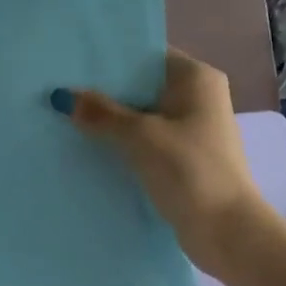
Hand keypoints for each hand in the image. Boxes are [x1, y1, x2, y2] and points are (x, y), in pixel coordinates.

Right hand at [53, 50, 270, 275]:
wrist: (226, 230)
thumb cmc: (188, 170)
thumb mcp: (140, 136)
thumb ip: (101, 113)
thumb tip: (63, 96)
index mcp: (197, 78)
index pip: (147, 55)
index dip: (110, 59)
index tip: (71, 63)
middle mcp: (198, 98)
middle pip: (142, 86)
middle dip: (105, 92)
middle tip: (59, 91)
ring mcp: (192, 131)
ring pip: (142, 117)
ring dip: (111, 121)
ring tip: (64, 118)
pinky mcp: (184, 160)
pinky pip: (146, 142)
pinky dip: (122, 144)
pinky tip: (88, 149)